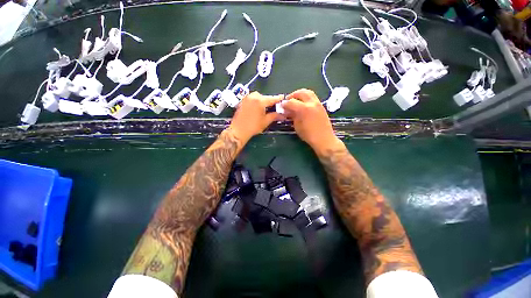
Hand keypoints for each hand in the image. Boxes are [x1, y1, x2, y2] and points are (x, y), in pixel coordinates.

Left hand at [229, 92, 283, 142]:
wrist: (238, 130)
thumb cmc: (253, 126)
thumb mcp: (266, 121)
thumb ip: (275, 116)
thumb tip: (283, 115)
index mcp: (260, 101)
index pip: (272, 98)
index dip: (278, 98)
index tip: (283, 97)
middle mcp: (253, 96)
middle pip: (265, 96)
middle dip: (269, 101)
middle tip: (273, 107)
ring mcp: (247, 98)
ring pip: (258, 96)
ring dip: (262, 100)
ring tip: (265, 108)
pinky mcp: (242, 101)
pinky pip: (252, 98)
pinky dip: (256, 101)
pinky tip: (257, 108)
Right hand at [283, 89, 341, 154]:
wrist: (324, 139)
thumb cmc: (308, 135)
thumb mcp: (297, 126)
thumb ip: (292, 116)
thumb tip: (288, 110)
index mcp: (304, 109)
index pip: (291, 102)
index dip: (284, 104)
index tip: (281, 106)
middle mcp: (312, 103)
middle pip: (301, 92)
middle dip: (293, 95)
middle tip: (288, 100)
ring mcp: (318, 104)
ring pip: (308, 93)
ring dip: (300, 94)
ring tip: (296, 100)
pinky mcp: (322, 106)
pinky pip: (313, 97)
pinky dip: (306, 98)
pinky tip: (303, 105)